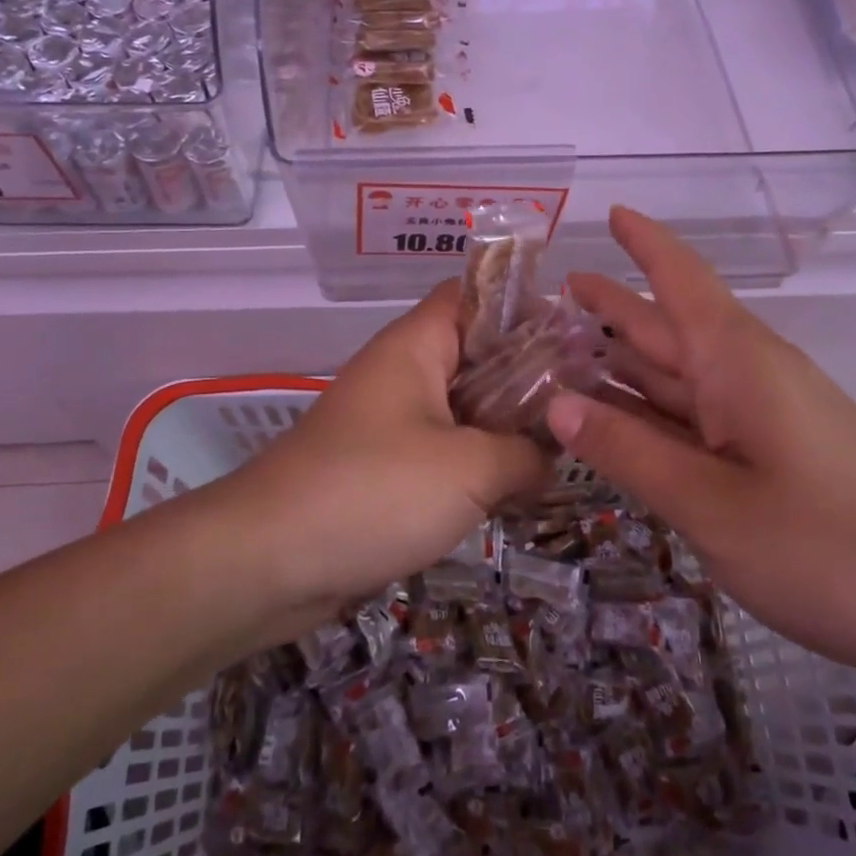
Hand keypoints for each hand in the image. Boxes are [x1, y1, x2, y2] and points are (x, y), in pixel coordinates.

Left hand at [218, 281, 548, 622]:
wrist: (267, 560)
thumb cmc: (372, 491)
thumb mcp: (468, 469)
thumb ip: (524, 454)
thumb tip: (551, 455)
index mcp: (416, 345)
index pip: (474, 295)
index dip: (525, 305)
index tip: (577, 337)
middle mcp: (403, 372)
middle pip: (476, 353)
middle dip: (529, 375)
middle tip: (588, 401)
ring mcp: (391, 421)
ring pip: (463, 407)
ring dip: (507, 426)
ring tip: (567, 446)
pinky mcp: (384, 467)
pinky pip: (444, 450)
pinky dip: (478, 463)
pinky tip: (519, 489)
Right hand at [552, 207, 855, 692]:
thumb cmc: (832, 549)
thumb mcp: (712, 505)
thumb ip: (629, 451)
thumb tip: (556, 403)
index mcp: (736, 362)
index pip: (681, 280)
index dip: (646, 244)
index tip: (612, 212)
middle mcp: (747, 376)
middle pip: (669, 326)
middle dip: (614, 305)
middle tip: (553, 293)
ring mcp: (763, 417)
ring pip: (679, 375)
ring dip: (624, 360)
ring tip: (563, 349)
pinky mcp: (773, 456)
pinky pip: (695, 418)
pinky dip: (650, 411)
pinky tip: (617, 420)